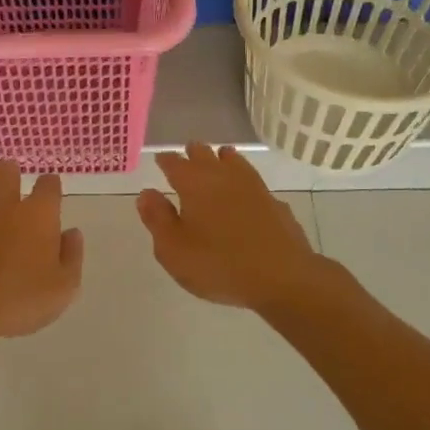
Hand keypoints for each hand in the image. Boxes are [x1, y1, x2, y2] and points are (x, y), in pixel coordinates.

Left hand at [0, 162, 82, 348]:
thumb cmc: (22, 298)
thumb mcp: (64, 286)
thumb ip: (71, 256)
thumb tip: (71, 233)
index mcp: (39, 215)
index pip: (48, 187)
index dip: (51, 184)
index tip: (52, 186)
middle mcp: (6, 208)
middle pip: (7, 175)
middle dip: (10, 170)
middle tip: (11, 168)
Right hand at [138, 146, 325, 310]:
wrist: (282, 277)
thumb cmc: (218, 264)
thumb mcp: (173, 249)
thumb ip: (157, 219)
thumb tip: (147, 193)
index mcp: (194, 184)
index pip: (174, 163)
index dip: (165, 160)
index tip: (161, 159)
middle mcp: (223, 177)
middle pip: (206, 155)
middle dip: (194, 153)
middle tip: (188, 152)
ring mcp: (254, 187)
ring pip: (234, 162)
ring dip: (223, 158)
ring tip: (219, 158)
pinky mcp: (274, 203)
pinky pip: (254, 183)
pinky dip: (245, 181)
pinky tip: (247, 192)